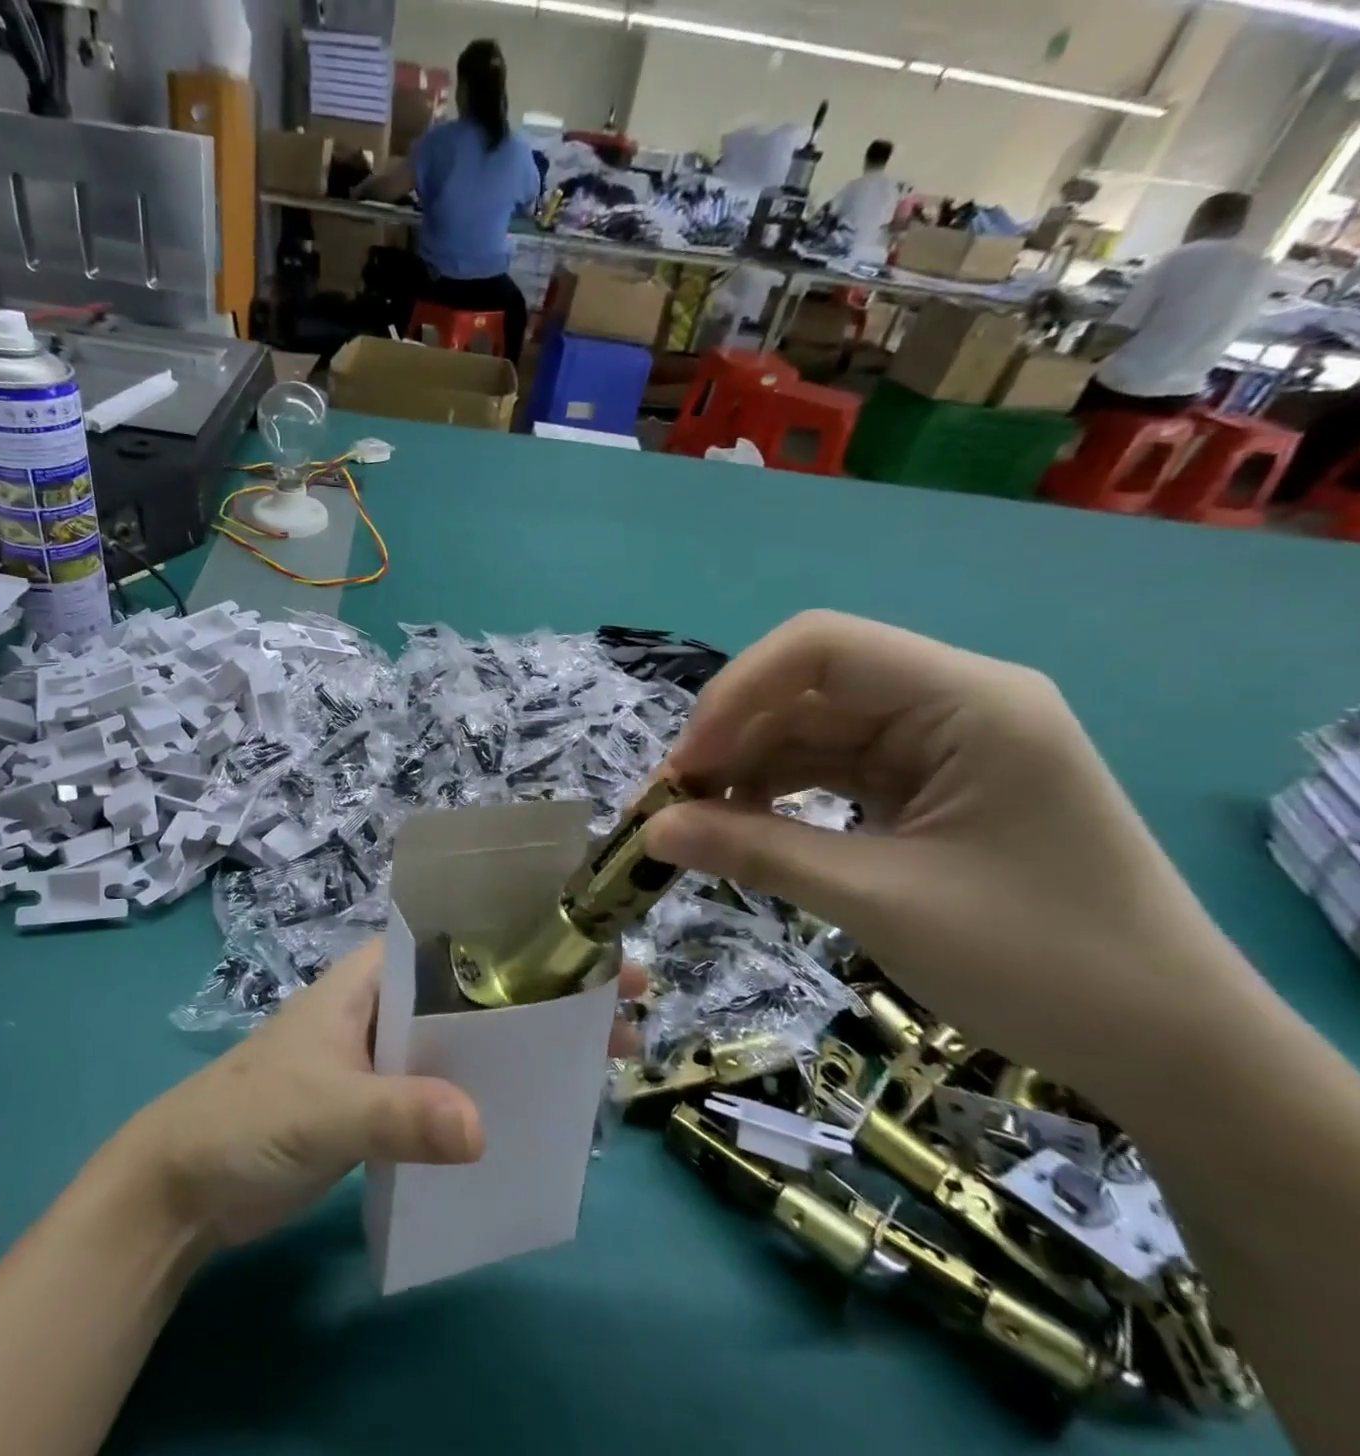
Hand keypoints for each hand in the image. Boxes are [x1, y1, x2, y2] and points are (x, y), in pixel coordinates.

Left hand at [120, 941, 642, 1251]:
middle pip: (479, 990)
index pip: (461, 940)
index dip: (528, 941)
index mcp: (375, 977)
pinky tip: (537, 1112)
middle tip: (625, 1011)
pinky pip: (451, 1088)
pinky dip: (492, 1093)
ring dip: (526, 1047)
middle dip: (546, 995)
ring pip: (471, 1040)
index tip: (595, 953)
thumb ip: (398, 1115)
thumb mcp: (323, 1108)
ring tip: (600, 1059)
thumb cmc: (248, 1119)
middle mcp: (389, 1004)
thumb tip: (483, 1130)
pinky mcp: (386, 1103)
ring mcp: (389, 1054)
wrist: (186, 1187)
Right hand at [643, 610, 1251, 1091]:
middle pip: (807, 688)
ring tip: (696, 823)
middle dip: (730, 740)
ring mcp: (940, 743)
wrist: (1169, 1049)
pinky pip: (830, 766)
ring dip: (746, 769)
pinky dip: (778, 792)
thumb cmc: (1041, 964)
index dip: (735, 694)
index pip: (820, 647)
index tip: (685, 769)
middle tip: (671, 805)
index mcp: (967, 701)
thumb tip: (649, 831)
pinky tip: (743, 827)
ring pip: (810, 728)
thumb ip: (756, 853)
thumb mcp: (878, 902)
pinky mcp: (927, 783)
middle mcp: (952, 702)